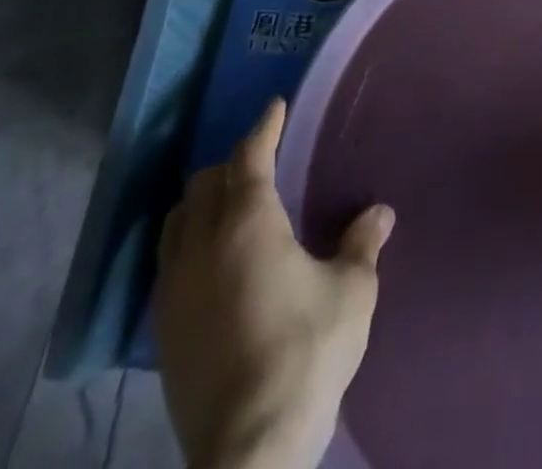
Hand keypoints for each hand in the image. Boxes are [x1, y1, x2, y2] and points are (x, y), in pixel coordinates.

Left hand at [155, 98, 394, 468]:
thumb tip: (379, 212)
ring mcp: (174, 291)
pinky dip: (189, 243)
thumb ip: (361, 244)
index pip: (249, 157)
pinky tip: (213, 263)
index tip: (275, 107)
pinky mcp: (162, 332)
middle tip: (261, 162)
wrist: (248, 452)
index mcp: (248, 225)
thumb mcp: (351, 291)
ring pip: (176, 222)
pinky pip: (168, 263)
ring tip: (231, 207)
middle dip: (232, 164)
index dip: (263, 128)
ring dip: (202, 202)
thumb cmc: (306, 353)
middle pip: (205, 183)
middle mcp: (202, 247)